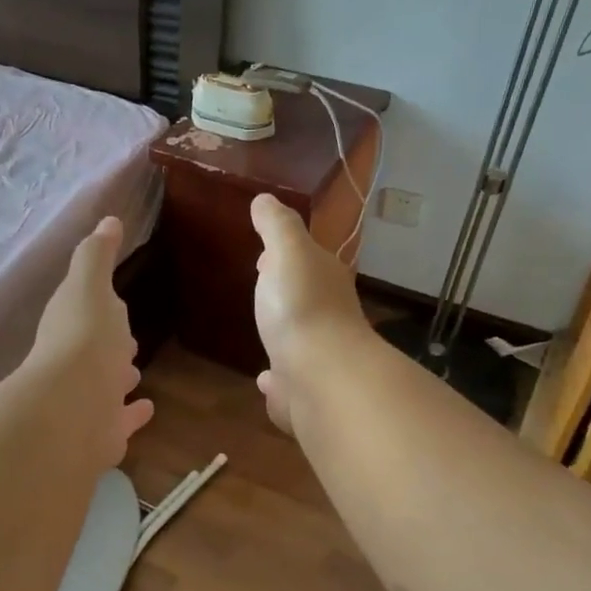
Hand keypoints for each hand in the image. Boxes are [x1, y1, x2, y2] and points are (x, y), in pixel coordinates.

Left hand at [28, 217, 154, 467]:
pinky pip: (122, 420)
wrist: (74, 408)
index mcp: (70, 326)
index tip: (115, 302)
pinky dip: (133, 414)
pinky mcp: (103, 433)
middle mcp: (74, 364)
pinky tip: (148, 409)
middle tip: (127, 341)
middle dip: (110, 344)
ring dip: (118, 377)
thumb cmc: (84, 338)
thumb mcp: (90, 285)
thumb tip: (107, 220)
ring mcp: (88, 401)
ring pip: (106, 386)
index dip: (100, 307)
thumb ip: (97, 255)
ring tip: (134, 372)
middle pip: (95, 351)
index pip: (86, 313)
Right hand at [251, 193, 369, 432]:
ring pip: (299, 340)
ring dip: (285, 334)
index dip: (286, 255)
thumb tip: (265, 199)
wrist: (320, 376)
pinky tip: (266, 380)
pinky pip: (289, 379)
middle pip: (305, 298)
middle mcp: (329, 317)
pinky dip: (278, 378)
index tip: (264, 256)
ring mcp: (318, 356)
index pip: (308, 260)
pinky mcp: (306, 392)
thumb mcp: (287, 252)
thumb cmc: (301, 306)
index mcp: (325, 280)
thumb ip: (276, 226)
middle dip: (285, 294)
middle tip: (262, 291)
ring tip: (264, 333)